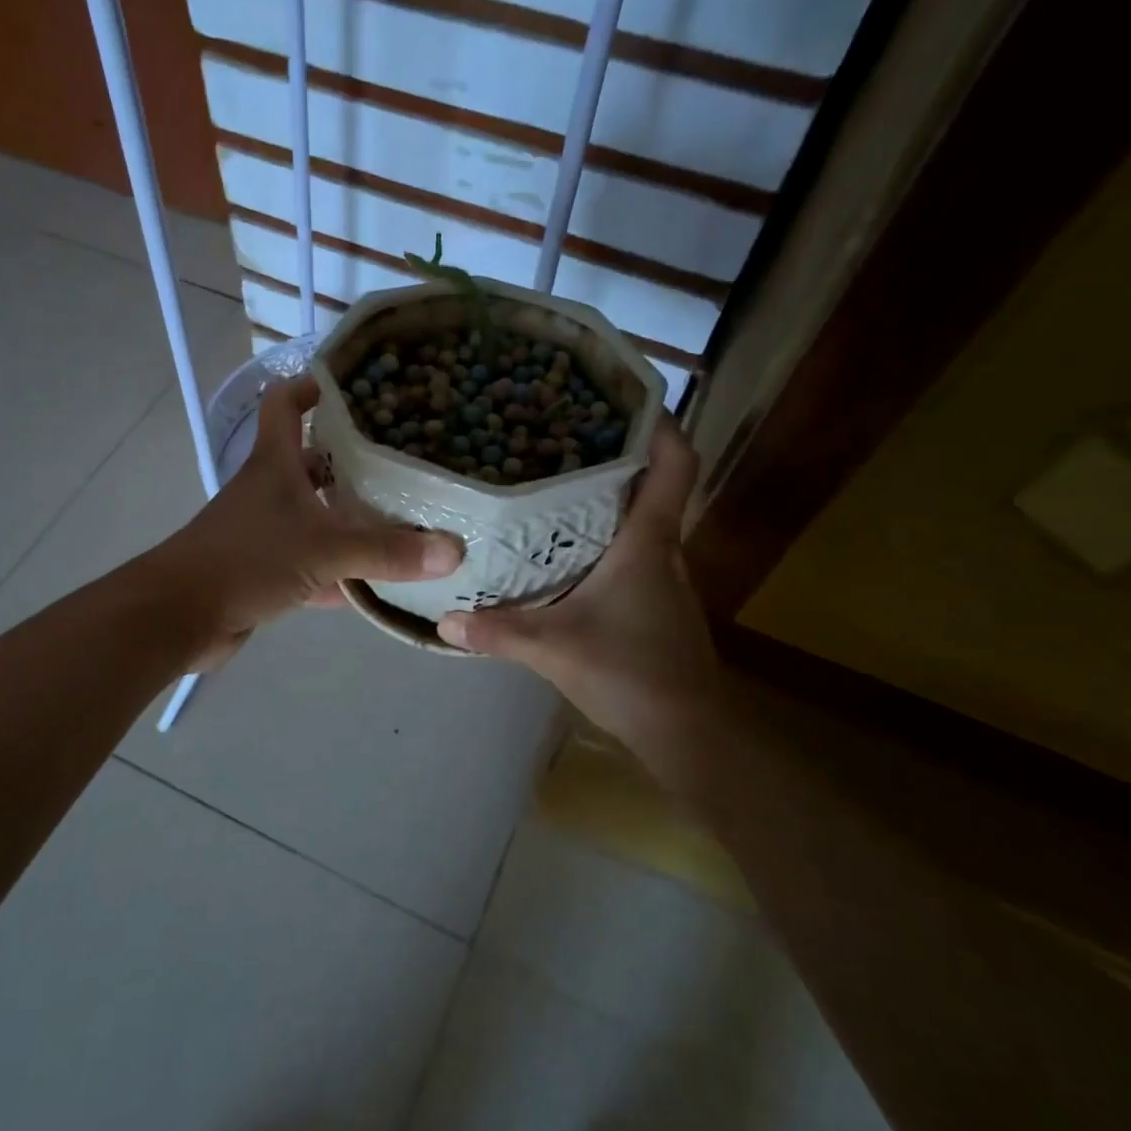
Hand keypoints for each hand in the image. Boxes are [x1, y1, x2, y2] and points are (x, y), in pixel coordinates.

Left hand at [158, 374, 462, 666]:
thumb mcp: (324, 549)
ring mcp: (266, 532)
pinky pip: (313, 564)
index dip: (314, 385)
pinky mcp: (265, 572)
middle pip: (313, 461)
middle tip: (406, 460)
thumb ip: (387, 551)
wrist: (179, 617)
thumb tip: (453, 550)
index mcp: (275, 463)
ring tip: (405, 517)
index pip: (287, 403)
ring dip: (351, 518)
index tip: (357, 385)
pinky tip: (378, 583)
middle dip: (353, 460)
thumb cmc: (247, 560)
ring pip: (316, 515)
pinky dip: (341, 573)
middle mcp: (270, 490)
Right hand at [436, 418, 720, 764]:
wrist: (688, 733)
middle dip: (616, 454)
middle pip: (652, 484)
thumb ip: (498, 631)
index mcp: (648, 542)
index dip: (661, 425)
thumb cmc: (631, 674)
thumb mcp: (553, 648)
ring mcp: (665, 578)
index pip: (674, 465)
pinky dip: (606, 535)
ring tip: (556, 479)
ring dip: (609, 496)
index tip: (626, 398)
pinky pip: (634, 550)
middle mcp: (664, 550)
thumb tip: (443, 620)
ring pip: (641, 519)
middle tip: (562, 433)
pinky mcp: (657, 602)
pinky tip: (566, 546)